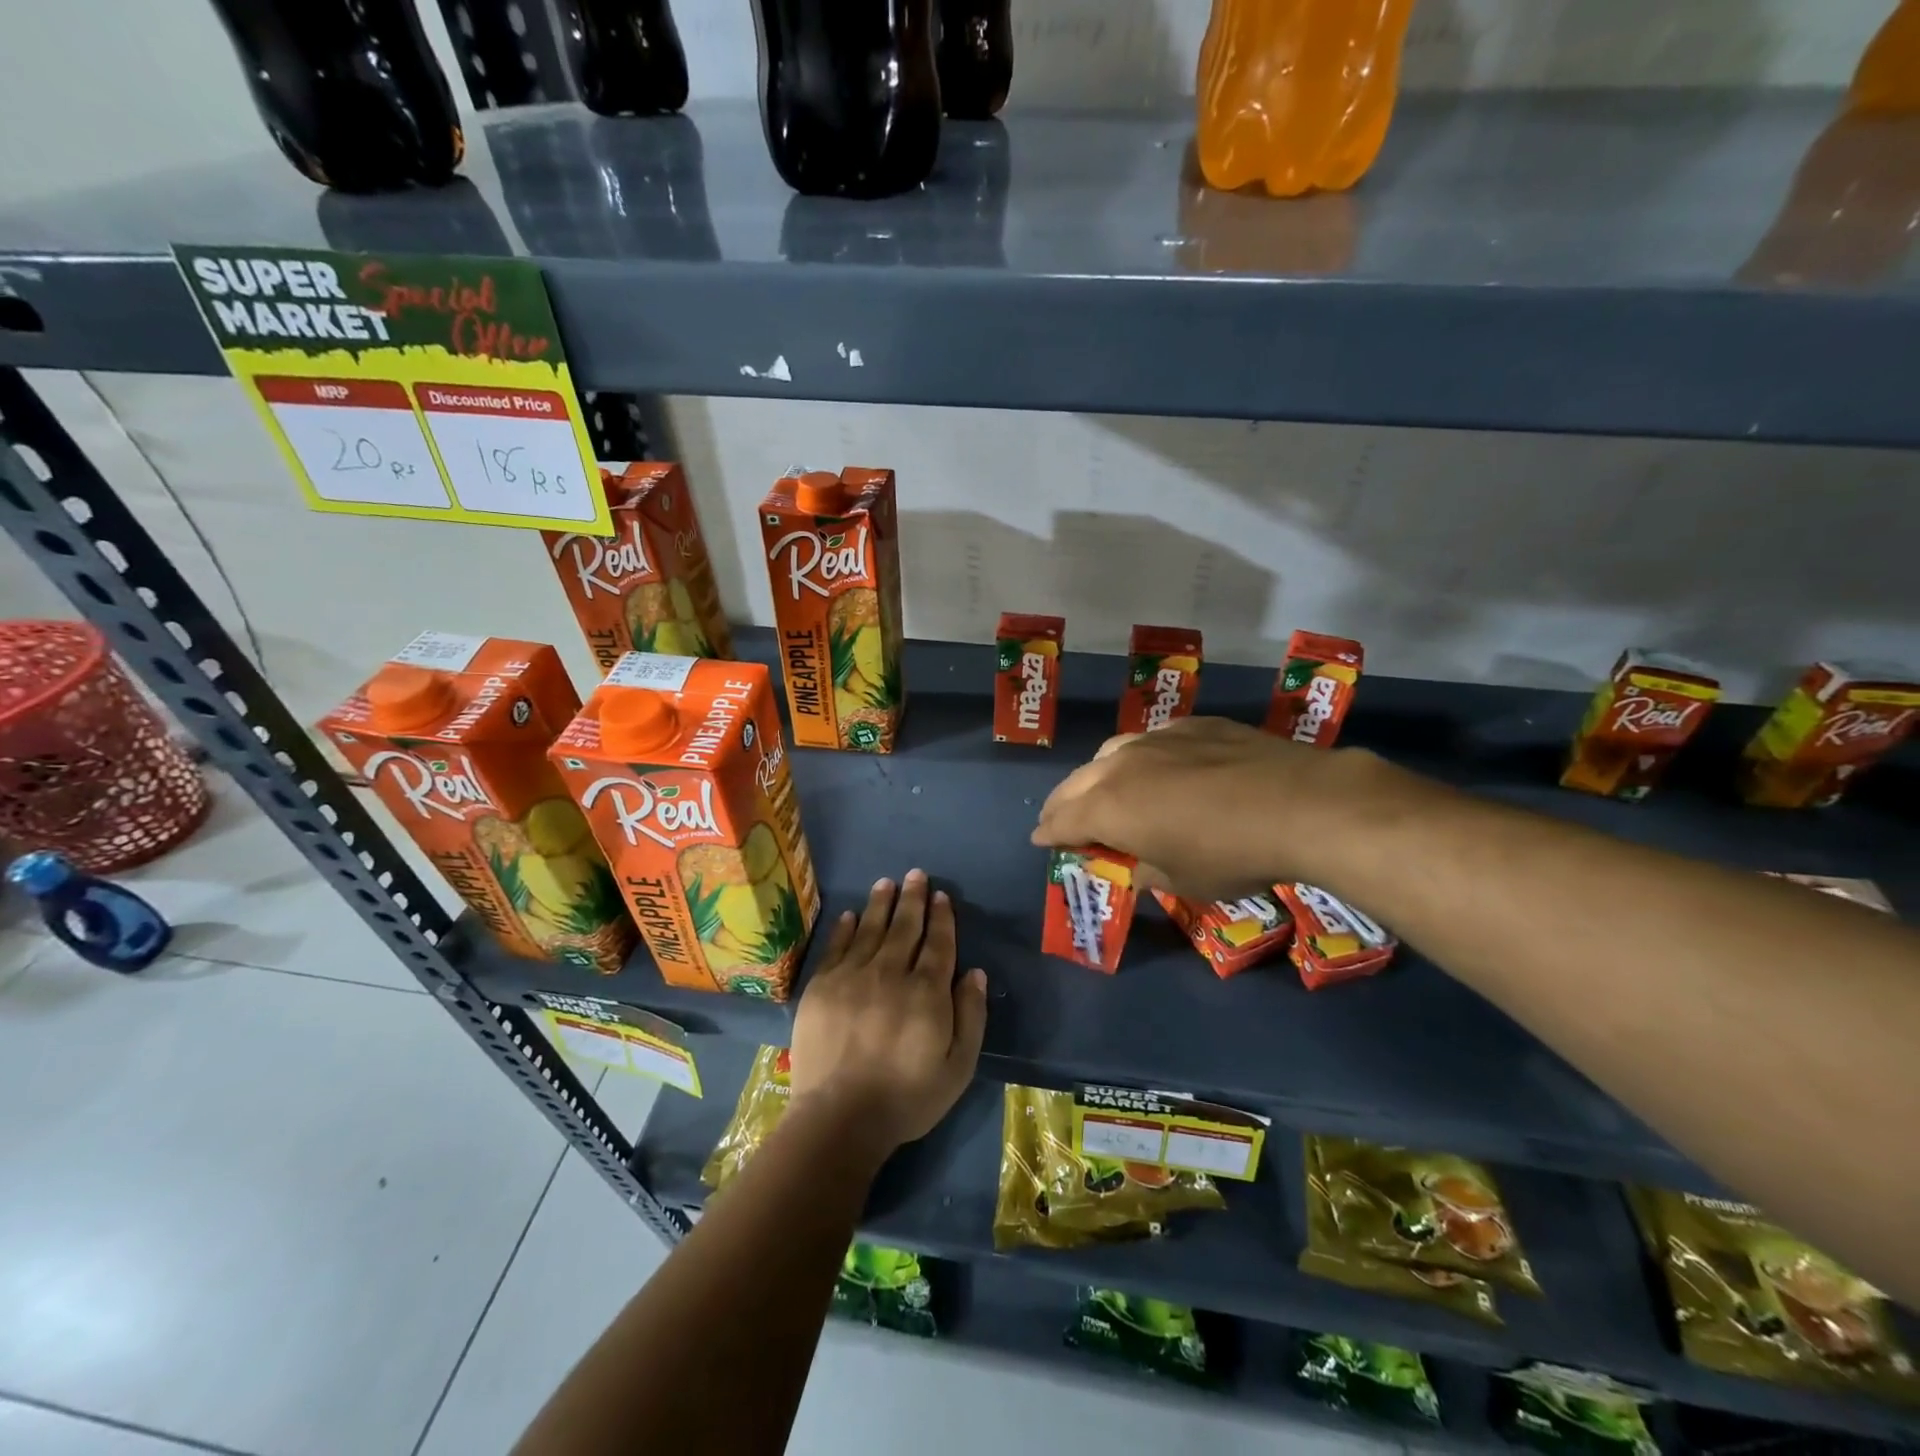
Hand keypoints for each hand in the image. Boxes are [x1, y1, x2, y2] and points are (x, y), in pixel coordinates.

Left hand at [788, 869, 988, 1152]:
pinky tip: (851, 914)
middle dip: (913, 899)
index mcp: (927, 992)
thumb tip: (974, 972)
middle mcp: (890, 973)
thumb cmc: (907, 1098)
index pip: (938, 943)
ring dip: (881, 904)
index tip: (942, 897)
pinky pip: (837, 947)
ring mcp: (852, 976)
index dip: (941, 918)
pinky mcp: (822, 986)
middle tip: (916, 875)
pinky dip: (845, 928)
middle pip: (904, 927)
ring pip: (870, 929)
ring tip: (887, 883)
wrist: (839, 1117)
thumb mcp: (958, 1067)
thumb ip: (970, 1016)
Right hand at [1031, 716, 1382, 900]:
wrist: (1299, 803)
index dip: (1048, 834)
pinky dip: (1141, 758)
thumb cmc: (1230, 855)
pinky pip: (1152, 740)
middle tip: (1059, 818)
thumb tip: (1133, 866)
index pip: (1062, 821)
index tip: (1040, 840)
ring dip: (1098, 776)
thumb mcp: (1181, 879)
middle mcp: (1121, 765)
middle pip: (1076, 783)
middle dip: (1063, 804)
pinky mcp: (1192, 724)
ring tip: (1104, 789)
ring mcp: (1157, 738)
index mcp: (1108, 808)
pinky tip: (1159, 767)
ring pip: (1110, 753)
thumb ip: (1144, 870)